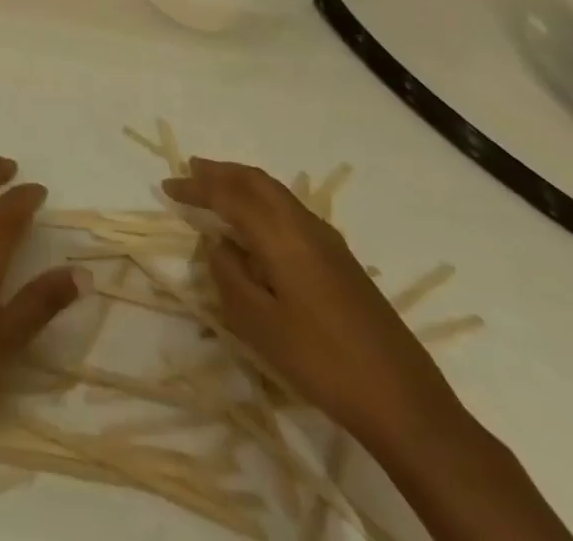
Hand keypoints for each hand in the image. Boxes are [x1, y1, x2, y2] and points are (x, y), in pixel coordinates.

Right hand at [162, 158, 464, 453]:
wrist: (405, 403)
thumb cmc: (321, 362)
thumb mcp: (258, 325)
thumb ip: (228, 275)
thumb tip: (217, 243)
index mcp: (280, 236)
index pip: (229, 196)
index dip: (196, 187)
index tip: (167, 186)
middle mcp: (304, 226)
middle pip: (257, 181)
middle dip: (221, 172)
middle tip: (191, 169)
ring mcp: (329, 242)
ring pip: (277, 192)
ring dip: (244, 183)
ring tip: (219, 186)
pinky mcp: (342, 261)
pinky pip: (292, 209)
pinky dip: (265, 200)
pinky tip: (259, 222)